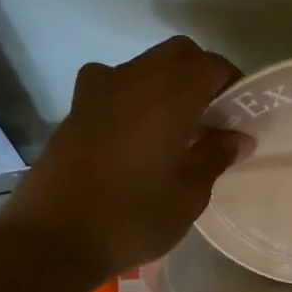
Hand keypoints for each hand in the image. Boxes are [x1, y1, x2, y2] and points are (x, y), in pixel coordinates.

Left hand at [0, 36, 249, 281]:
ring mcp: (98, 90)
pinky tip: (134, 134)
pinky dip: (133, 96)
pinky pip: (113, 85)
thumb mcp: (190, 193)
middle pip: (178, 53)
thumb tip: (237, 137)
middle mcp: (135, 78)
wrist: (53, 238)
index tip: (239, 114)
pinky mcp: (74, 109)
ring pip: (143, 65)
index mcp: (171, 94)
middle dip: (200, 74)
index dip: (232, 84)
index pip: (213, 65)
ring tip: (173, 125)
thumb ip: (216, 155)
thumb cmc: (134, 216)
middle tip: (211, 115)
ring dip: (165, 82)